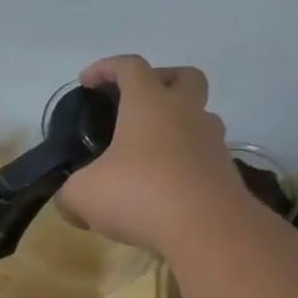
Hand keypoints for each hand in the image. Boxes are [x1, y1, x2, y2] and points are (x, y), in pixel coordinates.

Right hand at [56, 54, 247, 257]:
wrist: (209, 231)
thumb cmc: (140, 195)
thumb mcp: (84, 195)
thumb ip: (71, 193)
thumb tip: (70, 203)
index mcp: (149, 104)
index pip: (130, 66)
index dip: (105, 68)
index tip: (87, 82)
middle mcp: (186, 113)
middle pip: (184, 77)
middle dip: (161, 80)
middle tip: (137, 103)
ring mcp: (212, 143)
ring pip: (199, 118)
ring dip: (177, 126)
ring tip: (150, 154)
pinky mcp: (226, 174)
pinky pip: (204, 156)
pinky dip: (185, 163)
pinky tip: (165, 188)